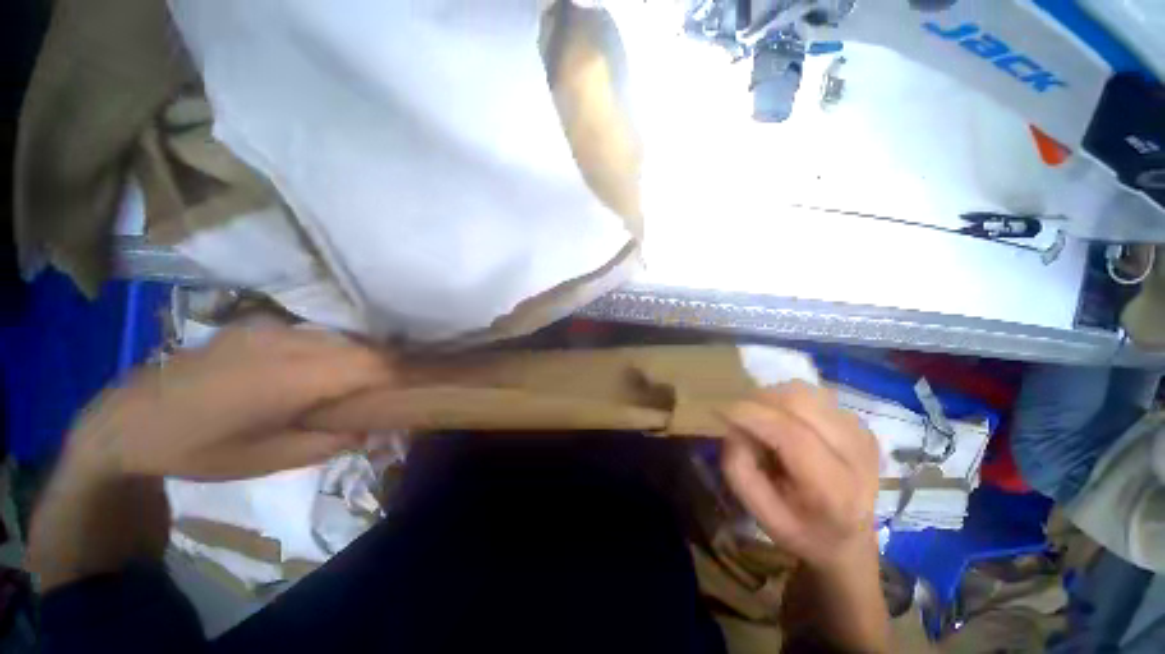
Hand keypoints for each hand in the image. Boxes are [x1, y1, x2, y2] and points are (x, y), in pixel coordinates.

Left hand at [64, 326, 395, 480]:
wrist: (128, 422)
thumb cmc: (199, 450)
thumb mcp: (268, 460)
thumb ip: (330, 442)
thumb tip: (375, 429)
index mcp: (290, 377)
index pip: (369, 364)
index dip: (401, 373)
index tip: (419, 387)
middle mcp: (286, 342)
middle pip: (361, 347)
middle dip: (385, 368)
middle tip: (393, 392)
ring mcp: (270, 329)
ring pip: (340, 339)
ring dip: (360, 359)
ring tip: (362, 385)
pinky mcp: (258, 326)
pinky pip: (315, 336)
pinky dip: (333, 352)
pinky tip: (320, 374)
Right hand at [720, 382, 879, 569]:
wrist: (850, 539)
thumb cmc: (802, 530)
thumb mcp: (761, 514)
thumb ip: (739, 470)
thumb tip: (733, 426)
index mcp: (835, 491)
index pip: (793, 435)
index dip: (751, 415)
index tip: (720, 410)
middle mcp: (857, 456)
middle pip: (800, 402)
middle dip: (758, 401)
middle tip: (740, 417)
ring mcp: (862, 434)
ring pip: (805, 392)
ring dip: (772, 399)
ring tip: (763, 421)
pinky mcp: (859, 423)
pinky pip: (812, 395)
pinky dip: (787, 401)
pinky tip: (785, 423)